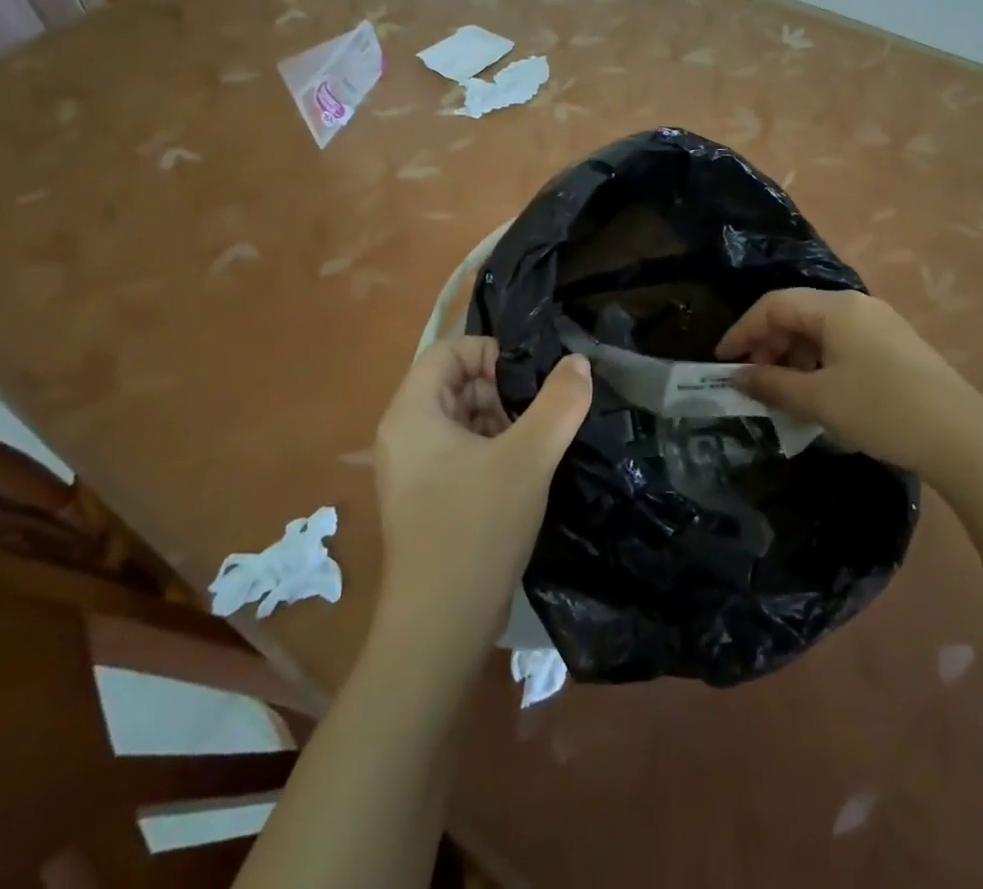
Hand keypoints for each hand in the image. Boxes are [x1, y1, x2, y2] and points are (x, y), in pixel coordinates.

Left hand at [373, 338, 590, 658]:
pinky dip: (494, 449)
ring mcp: (414, 470)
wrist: (440, 630)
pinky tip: (526, 471)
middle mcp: (404, 434)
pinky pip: (462, 451)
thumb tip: (578, 362)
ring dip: (503, 420)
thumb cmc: (476, 529)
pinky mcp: (428, 498)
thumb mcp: (529, 457)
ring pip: (463, 418)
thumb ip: (559, 402)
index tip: (531, 379)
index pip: (449, 351)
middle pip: (456, 383)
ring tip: (539, 442)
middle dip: (502, 389)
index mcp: (412, 413)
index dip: (491, 353)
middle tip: (542, 412)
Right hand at [716, 288, 982, 476]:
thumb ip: (772, 384)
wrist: (964, 438)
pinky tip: (821, 395)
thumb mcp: (820, 400)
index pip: (774, 305)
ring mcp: (881, 325)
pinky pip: (844, 345)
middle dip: (769, 345)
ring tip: (787, 395)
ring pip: (821, 331)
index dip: (743, 330)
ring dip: (795, 358)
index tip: (722, 361)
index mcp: (836, 308)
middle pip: (798, 314)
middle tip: (755, 382)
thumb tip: (738, 377)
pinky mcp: (897, 347)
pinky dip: (821, 364)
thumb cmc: (882, 410)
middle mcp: (858, 306)